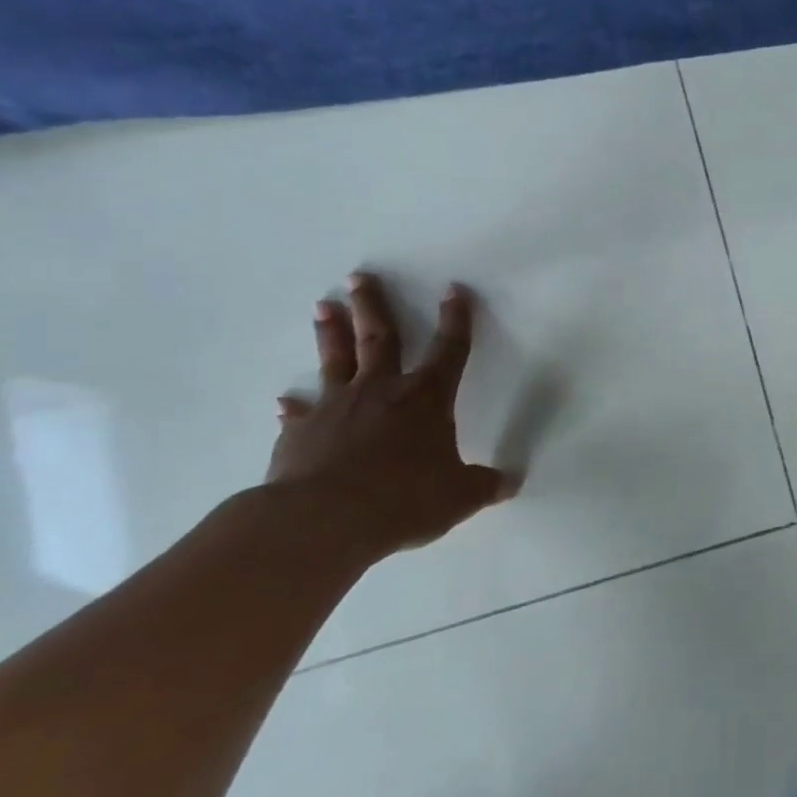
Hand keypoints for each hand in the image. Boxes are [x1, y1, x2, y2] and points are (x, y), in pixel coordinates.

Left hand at [268, 272, 515, 556]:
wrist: (326, 519)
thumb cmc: (405, 498)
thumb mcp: (459, 496)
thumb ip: (484, 485)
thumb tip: (511, 482)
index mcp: (426, 399)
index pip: (449, 351)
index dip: (456, 321)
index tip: (454, 291)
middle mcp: (381, 391)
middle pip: (379, 339)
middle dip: (373, 306)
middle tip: (360, 277)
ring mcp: (336, 408)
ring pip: (335, 361)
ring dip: (330, 332)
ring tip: (323, 306)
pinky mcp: (301, 433)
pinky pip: (300, 415)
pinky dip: (295, 408)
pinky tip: (285, 402)